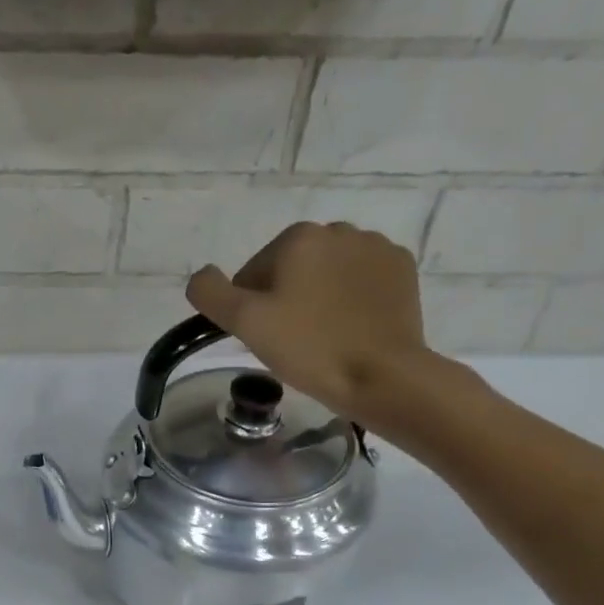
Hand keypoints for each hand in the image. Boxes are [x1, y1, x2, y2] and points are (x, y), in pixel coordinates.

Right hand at [185, 221, 430, 423]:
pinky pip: (361, 279)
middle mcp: (339, 229)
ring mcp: (376, 247)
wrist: (381, 374)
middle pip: (291, 269)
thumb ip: (210, 292)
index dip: (250, 308)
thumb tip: (202, 275)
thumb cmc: (308, 347)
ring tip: (323, 336)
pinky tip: (351, 327)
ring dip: (318, 296)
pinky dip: (351, 298)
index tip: (264, 336)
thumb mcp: (244, 322)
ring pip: (327, 272)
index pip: (253, 273)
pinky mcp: (401, 269)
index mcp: (298, 237)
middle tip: (290, 340)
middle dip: (285, 298)